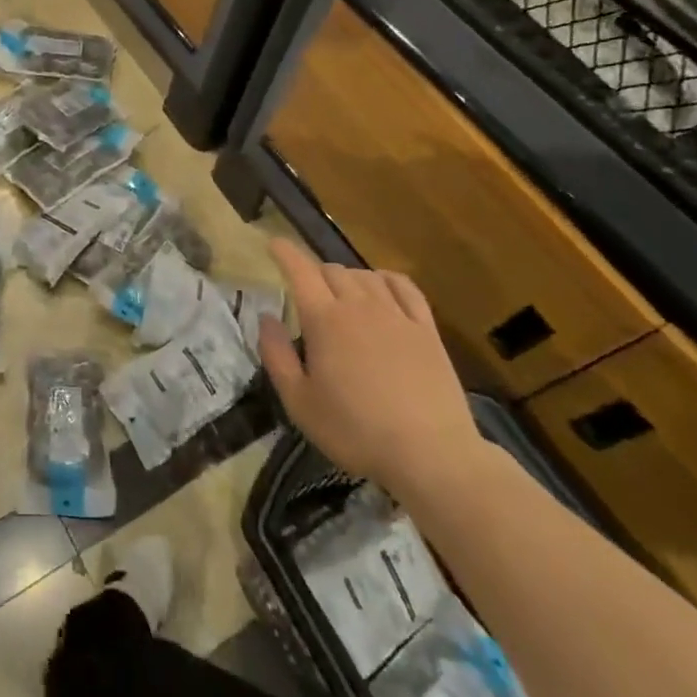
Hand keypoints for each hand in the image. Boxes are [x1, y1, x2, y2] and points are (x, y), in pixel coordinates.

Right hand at [258, 239, 484, 501]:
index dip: (285, 252)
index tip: (273, 243)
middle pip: (332, 270)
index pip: (300, 270)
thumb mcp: (299, 401)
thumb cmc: (354, 430)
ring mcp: (397, 315)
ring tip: (340, 292)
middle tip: (305, 289)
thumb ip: (276, 355)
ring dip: (347, 276)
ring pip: (365, 275)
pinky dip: (386, 279)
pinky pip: (404, 287)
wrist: (430, 453)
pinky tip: (381, 285)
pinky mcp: (426, 330)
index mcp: (324, 320)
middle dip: (313, 272)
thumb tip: (266, 317)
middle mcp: (359, 306)